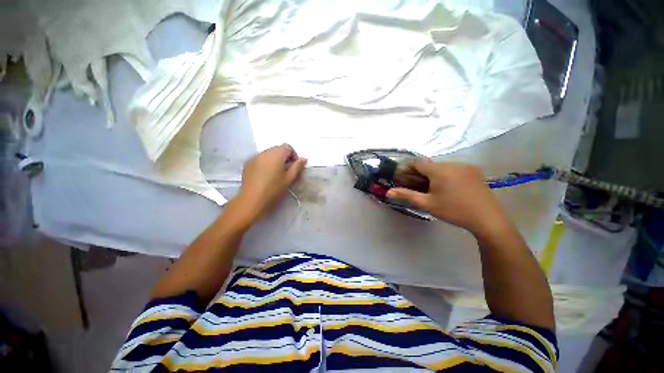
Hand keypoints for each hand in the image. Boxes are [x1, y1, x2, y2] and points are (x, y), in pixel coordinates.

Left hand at [236, 144, 306, 220]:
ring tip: (275, 173)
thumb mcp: (289, 179)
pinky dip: (265, 163)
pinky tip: (265, 175)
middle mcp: (264, 152)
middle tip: (286, 171)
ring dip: (274, 160)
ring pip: (268, 153)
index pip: (287, 147)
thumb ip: (297, 167)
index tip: (294, 166)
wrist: (252, 200)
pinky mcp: (247, 163)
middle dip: (284, 157)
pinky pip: (260, 159)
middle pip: (277, 149)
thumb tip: (303, 159)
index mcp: (276, 154)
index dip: (293, 155)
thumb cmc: (274, 189)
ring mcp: (254, 157)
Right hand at [387, 162, 509, 235]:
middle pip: (430, 165)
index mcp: (440, 170)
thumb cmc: (454, 210)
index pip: (417, 162)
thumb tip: (388, 192)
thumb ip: (407, 195)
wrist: (487, 219)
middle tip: (416, 186)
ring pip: (442, 167)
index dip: (407, 168)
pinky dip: (446, 175)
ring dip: (433, 174)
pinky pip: (454, 169)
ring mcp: (466, 166)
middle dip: (420, 173)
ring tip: (432, 188)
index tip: (402, 177)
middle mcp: (453, 163)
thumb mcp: (427, 203)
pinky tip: (448, 188)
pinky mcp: (475, 171)